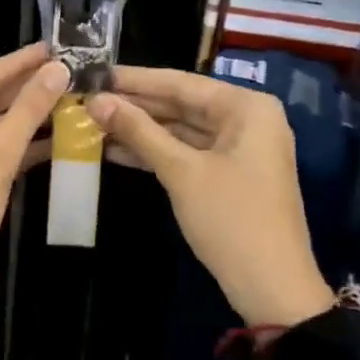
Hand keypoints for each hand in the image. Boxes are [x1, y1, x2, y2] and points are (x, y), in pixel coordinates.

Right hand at [88, 67, 333, 329]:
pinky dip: (156, 152)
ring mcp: (240, 148)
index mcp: (246, 107)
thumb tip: (96, 100)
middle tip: (87, 98)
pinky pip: (187, 152)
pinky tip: (115, 150)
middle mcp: (247, 119)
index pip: (180, 82)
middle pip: (181, 104)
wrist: (271, 287)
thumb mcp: (181, 171)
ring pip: (181, 129)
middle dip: (134, 105)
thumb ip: (138, 131)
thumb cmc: (230, 219)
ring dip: (140, 130)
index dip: (134, 80)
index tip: (94, 72)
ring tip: (93, 123)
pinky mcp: (229, 174)